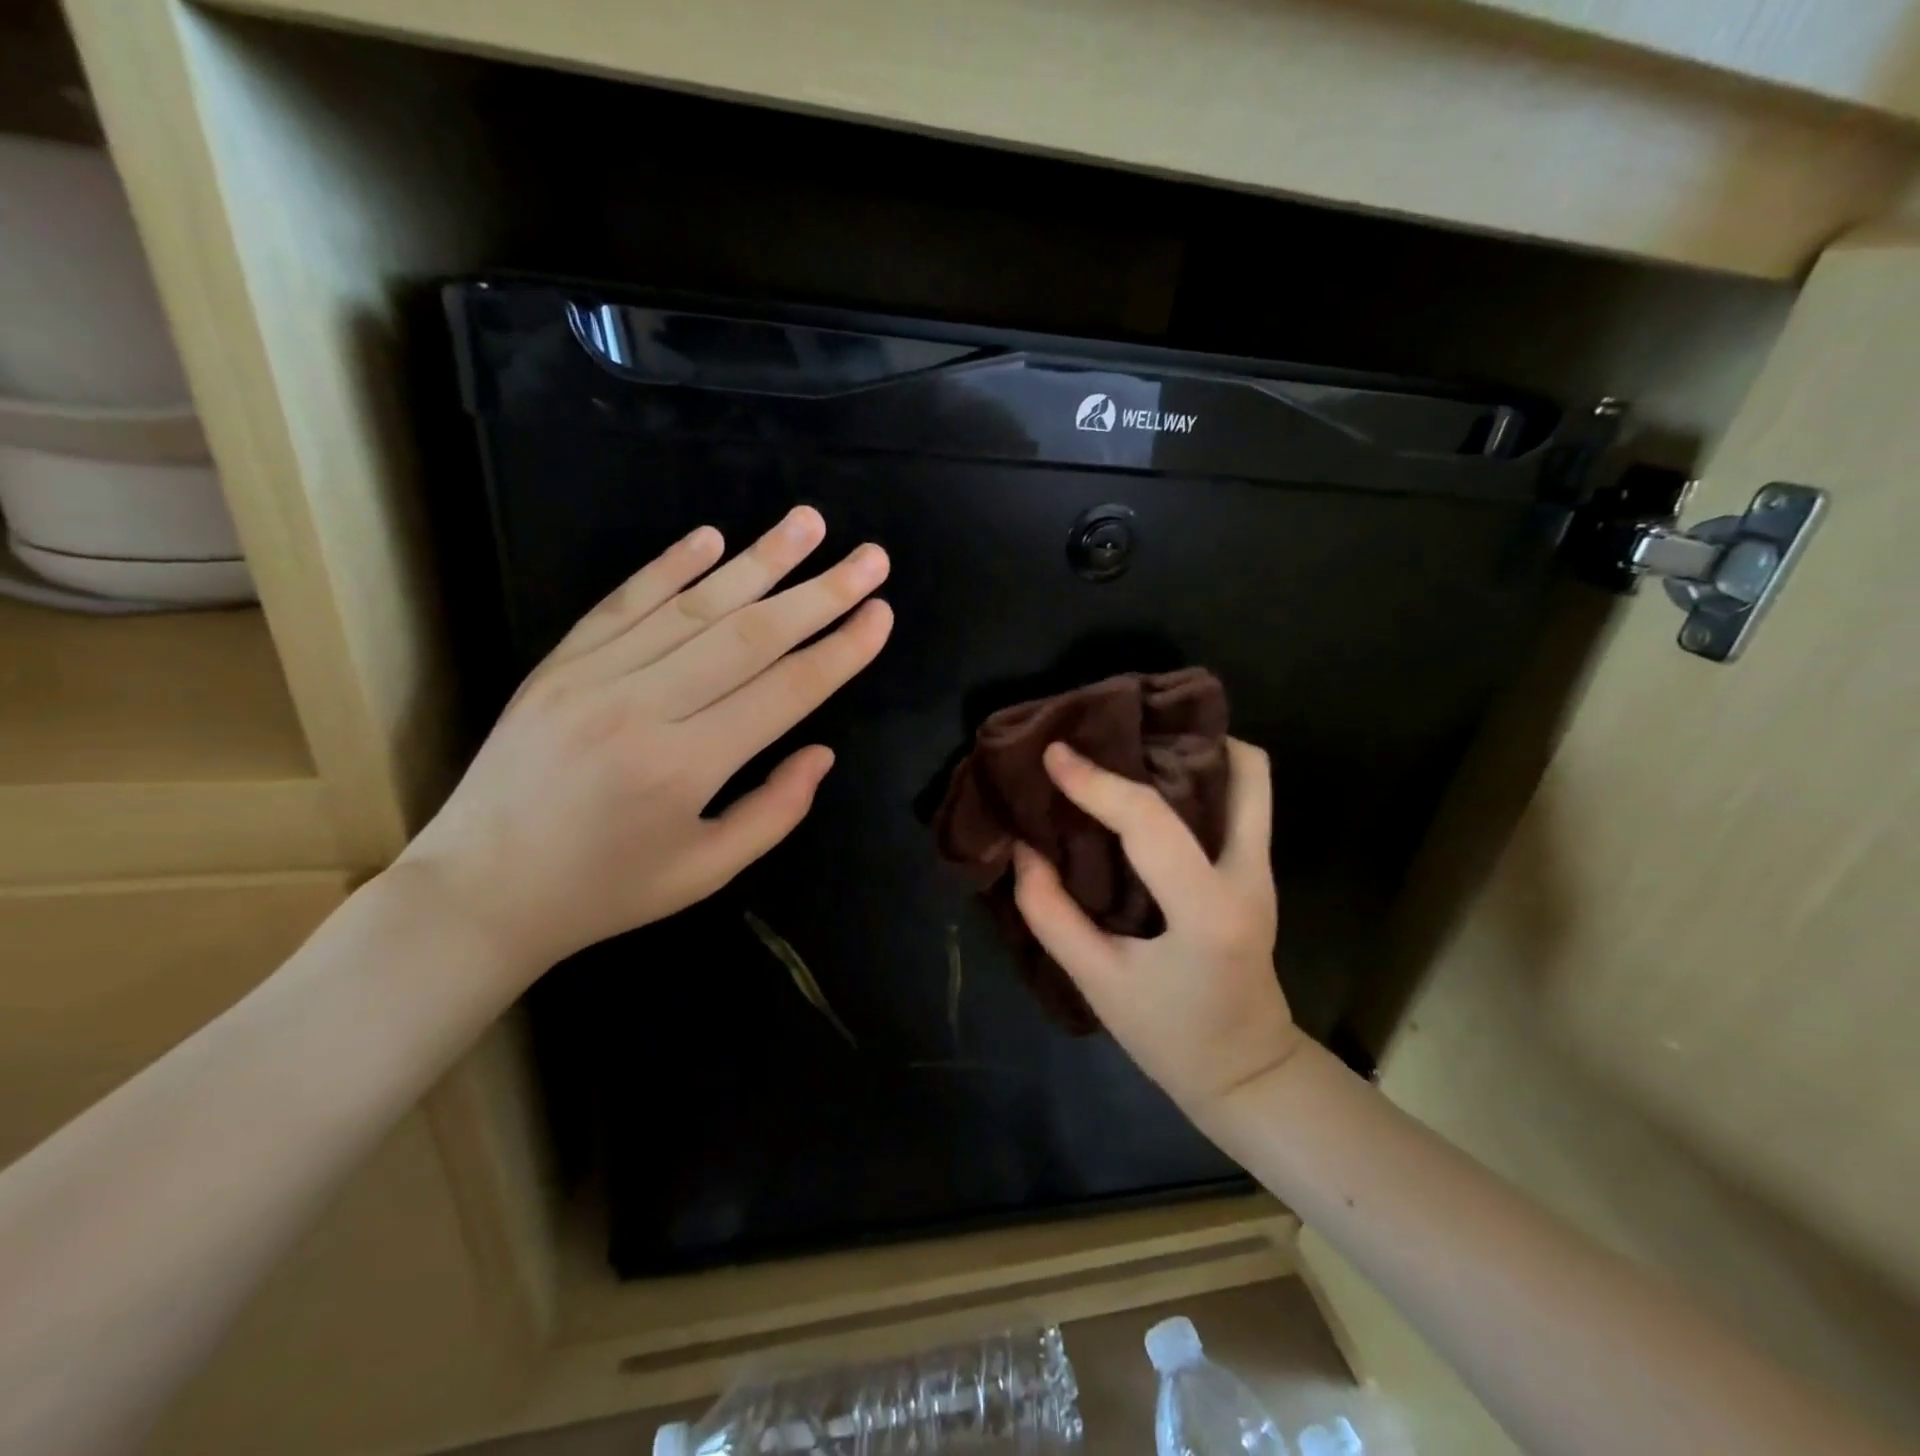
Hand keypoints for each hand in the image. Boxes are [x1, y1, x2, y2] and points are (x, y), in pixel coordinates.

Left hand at [396, 506, 891, 975]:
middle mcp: (642, 709)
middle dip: (819, 593)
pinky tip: (712, 537)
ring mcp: (593, 677)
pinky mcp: (557, 664)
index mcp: (685, 768)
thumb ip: (774, 811)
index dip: (840, 650)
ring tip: (809, 523)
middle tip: (871, 558)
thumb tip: (821, 752)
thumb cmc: (606, 891)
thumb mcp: (705, 872)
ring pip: (692, 606)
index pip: (784, 692)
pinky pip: (623, 603)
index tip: (881, 613)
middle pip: (749, 636)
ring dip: (758, 560)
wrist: (478, 891)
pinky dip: (669, 566)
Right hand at [1011, 738, 1303, 1114]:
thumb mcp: (1098, 983)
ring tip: (1132, 746)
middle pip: (1242, 771)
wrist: (1248, 1073)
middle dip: (1177, 739)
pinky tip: (1149, 783)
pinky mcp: (1257, 871)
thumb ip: (1052, 914)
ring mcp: (1262, 870)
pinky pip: (1239, 802)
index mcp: (1207, 912)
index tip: (1055, 754)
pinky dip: (1200, 776)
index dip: (1097, 783)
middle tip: (1113, 731)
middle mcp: (1249, 876)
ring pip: (1250, 779)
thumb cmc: (1171, 1037)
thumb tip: (1026, 849)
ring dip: (1196, 750)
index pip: (1150, 823)